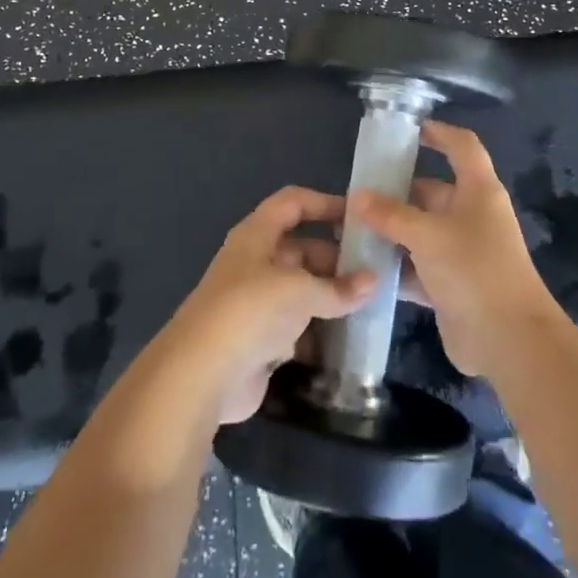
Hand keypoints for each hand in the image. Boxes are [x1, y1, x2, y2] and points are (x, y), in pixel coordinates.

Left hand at [169, 187, 375, 423]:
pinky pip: (298, 327)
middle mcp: (255, 263)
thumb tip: (373, 281)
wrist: (202, 374)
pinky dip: (320, 332)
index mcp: (257, 236)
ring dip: (331, 298)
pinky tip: (350, 339)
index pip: (293, 204)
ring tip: (371, 304)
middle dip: (336, 259)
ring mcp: (256, 304)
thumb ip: (338, 288)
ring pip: (301, 291)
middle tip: (375, 272)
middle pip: (301, 249)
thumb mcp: (300, 291)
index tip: (360, 217)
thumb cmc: (250, 311)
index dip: (324, 203)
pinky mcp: (260, 341)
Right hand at [349, 120, 558, 377]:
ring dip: (389, 233)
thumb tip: (357, 196)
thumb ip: (391, 215)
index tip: (405, 130)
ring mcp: (460, 252)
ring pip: (418, 232)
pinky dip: (394, 267)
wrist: (509, 341)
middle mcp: (470, 216)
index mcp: (478, 191)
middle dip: (393, 193)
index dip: (437, 133)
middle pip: (430, 192)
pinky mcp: (450, 285)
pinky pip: (416, 267)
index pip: (461, 146)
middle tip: (353, 195)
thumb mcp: (429, 235)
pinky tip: (361, 268)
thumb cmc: (475, 271)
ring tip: (347, 230)